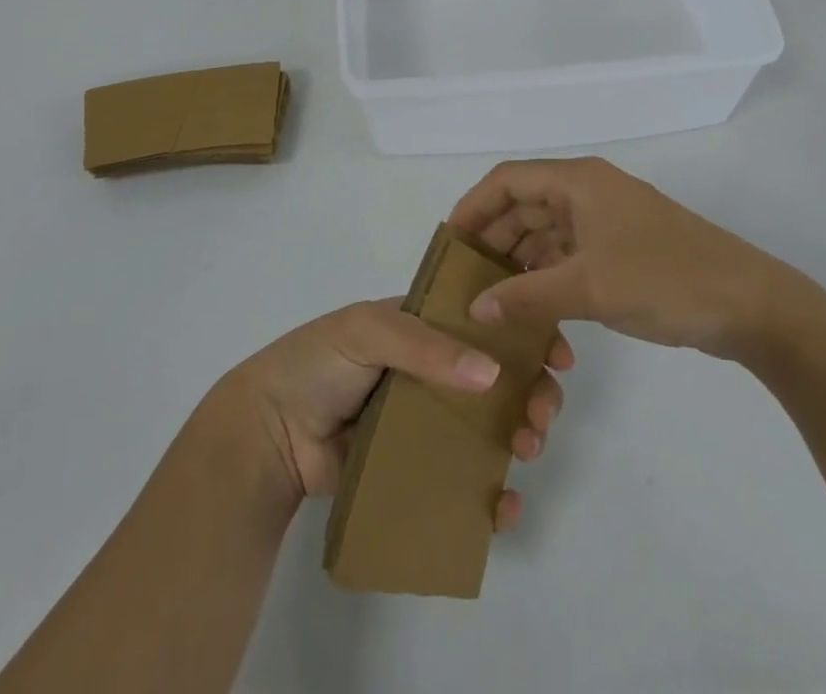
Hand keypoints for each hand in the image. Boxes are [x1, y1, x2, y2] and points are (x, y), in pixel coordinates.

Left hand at [215, 299, 573, 529]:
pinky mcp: (416, 468)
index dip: (522, 332)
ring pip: (489, 426)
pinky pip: (464, 480)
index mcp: (422, 326)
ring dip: (521, 434)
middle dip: (531, 388)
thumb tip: (491, 374)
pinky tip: (505, 505)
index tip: (556, 351)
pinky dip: (492, 495)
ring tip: (528, 447)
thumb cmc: (318, 362)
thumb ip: (425, 345)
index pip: (482, 321)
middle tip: (544, 409)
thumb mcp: (367, 330)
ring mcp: (426, 420)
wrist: (268, 433)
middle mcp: (431, 369)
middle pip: (496, 376)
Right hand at [447, 157, 808, 368]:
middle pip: (525, 204)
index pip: (508, 179)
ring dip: (519, 258)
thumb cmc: (664, 279)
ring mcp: (608, 220)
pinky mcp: (623, 247)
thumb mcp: (588, 288)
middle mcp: (589, 191)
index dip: (473, 206)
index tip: (448, 243)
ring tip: (490, 295)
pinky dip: (547, 272)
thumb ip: (526, 295)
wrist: (750, 304)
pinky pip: (570, 252)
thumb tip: (475, 307)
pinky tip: (532, 304)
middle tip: (464, 276)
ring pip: (547, 230)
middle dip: (494, 236)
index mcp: (578, 181)